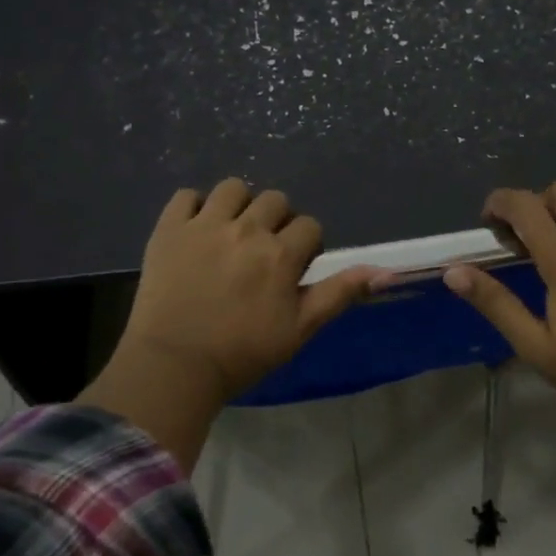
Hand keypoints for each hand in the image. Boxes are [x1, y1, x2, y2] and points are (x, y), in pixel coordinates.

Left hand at [115, 178, 389, 405]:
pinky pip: (187, 195)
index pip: (309, 226)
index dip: (306, 246)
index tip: (293, 269)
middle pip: (275, 200)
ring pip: (234, 188)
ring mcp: (204, 224)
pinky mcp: (169, 228)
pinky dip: (195, 206)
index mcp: (280, 254)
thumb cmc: (242, 353)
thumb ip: (340, 293)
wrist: (174, 366)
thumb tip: (386, 271)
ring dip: (239, 205)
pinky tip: (196, 229)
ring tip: (231, 232)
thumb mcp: (300, 329)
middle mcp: (247, 229)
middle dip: (277, 222)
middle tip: (263, 252)